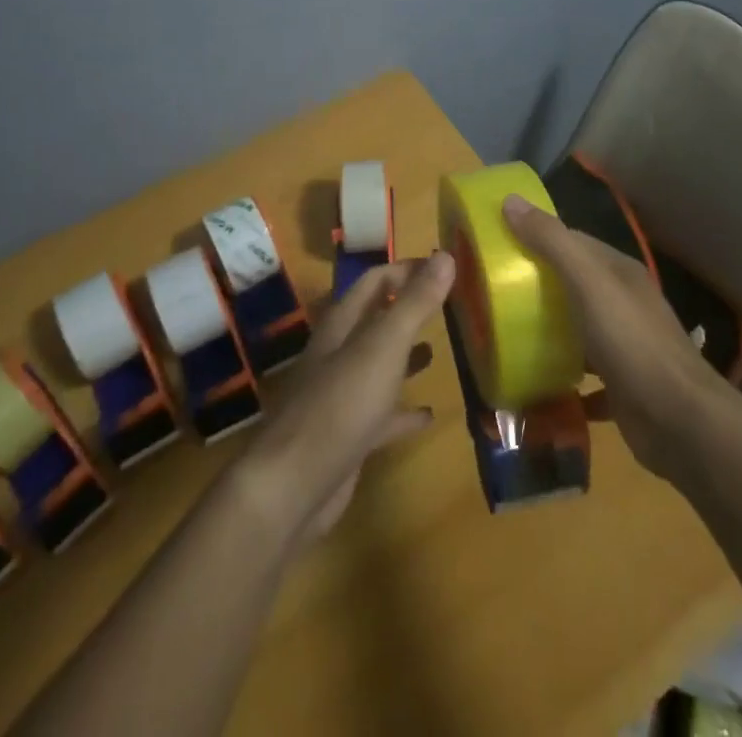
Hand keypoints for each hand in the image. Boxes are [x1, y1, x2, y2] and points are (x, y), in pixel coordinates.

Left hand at [236, 253, 454, 545]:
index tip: (442, 267)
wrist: (293, 486)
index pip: (374, 281)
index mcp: (342, 325)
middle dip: (406, 310)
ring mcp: (341, 396)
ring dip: (404, 356)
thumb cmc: (340, 404)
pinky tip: (429, 415)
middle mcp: (338, 354)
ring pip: (378, 366)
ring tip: (438, 350)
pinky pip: (382, 416)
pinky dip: (404, 412)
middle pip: (375, 321)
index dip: (406, 270)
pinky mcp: (348, 436)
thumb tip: (445, 255)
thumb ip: (415, 303)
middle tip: (447, 306)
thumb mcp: (383, 346)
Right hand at [501, 194, 729, 481]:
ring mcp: (625, 346)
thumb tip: (510, 200)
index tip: (500, 245)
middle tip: (493, 294)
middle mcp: (624, 303)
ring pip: (578, 329)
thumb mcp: (588, 283)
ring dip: (548, 331)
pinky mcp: (622, 386)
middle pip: (573, 285)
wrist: (681, 423)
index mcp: (618, 272)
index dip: (537, 238)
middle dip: (536, 286)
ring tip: (505, 334)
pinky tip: (534, 381)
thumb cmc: (631, 342)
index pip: (573, 242)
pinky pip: (583, 375)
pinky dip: (561, 376)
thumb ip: (552, 242)